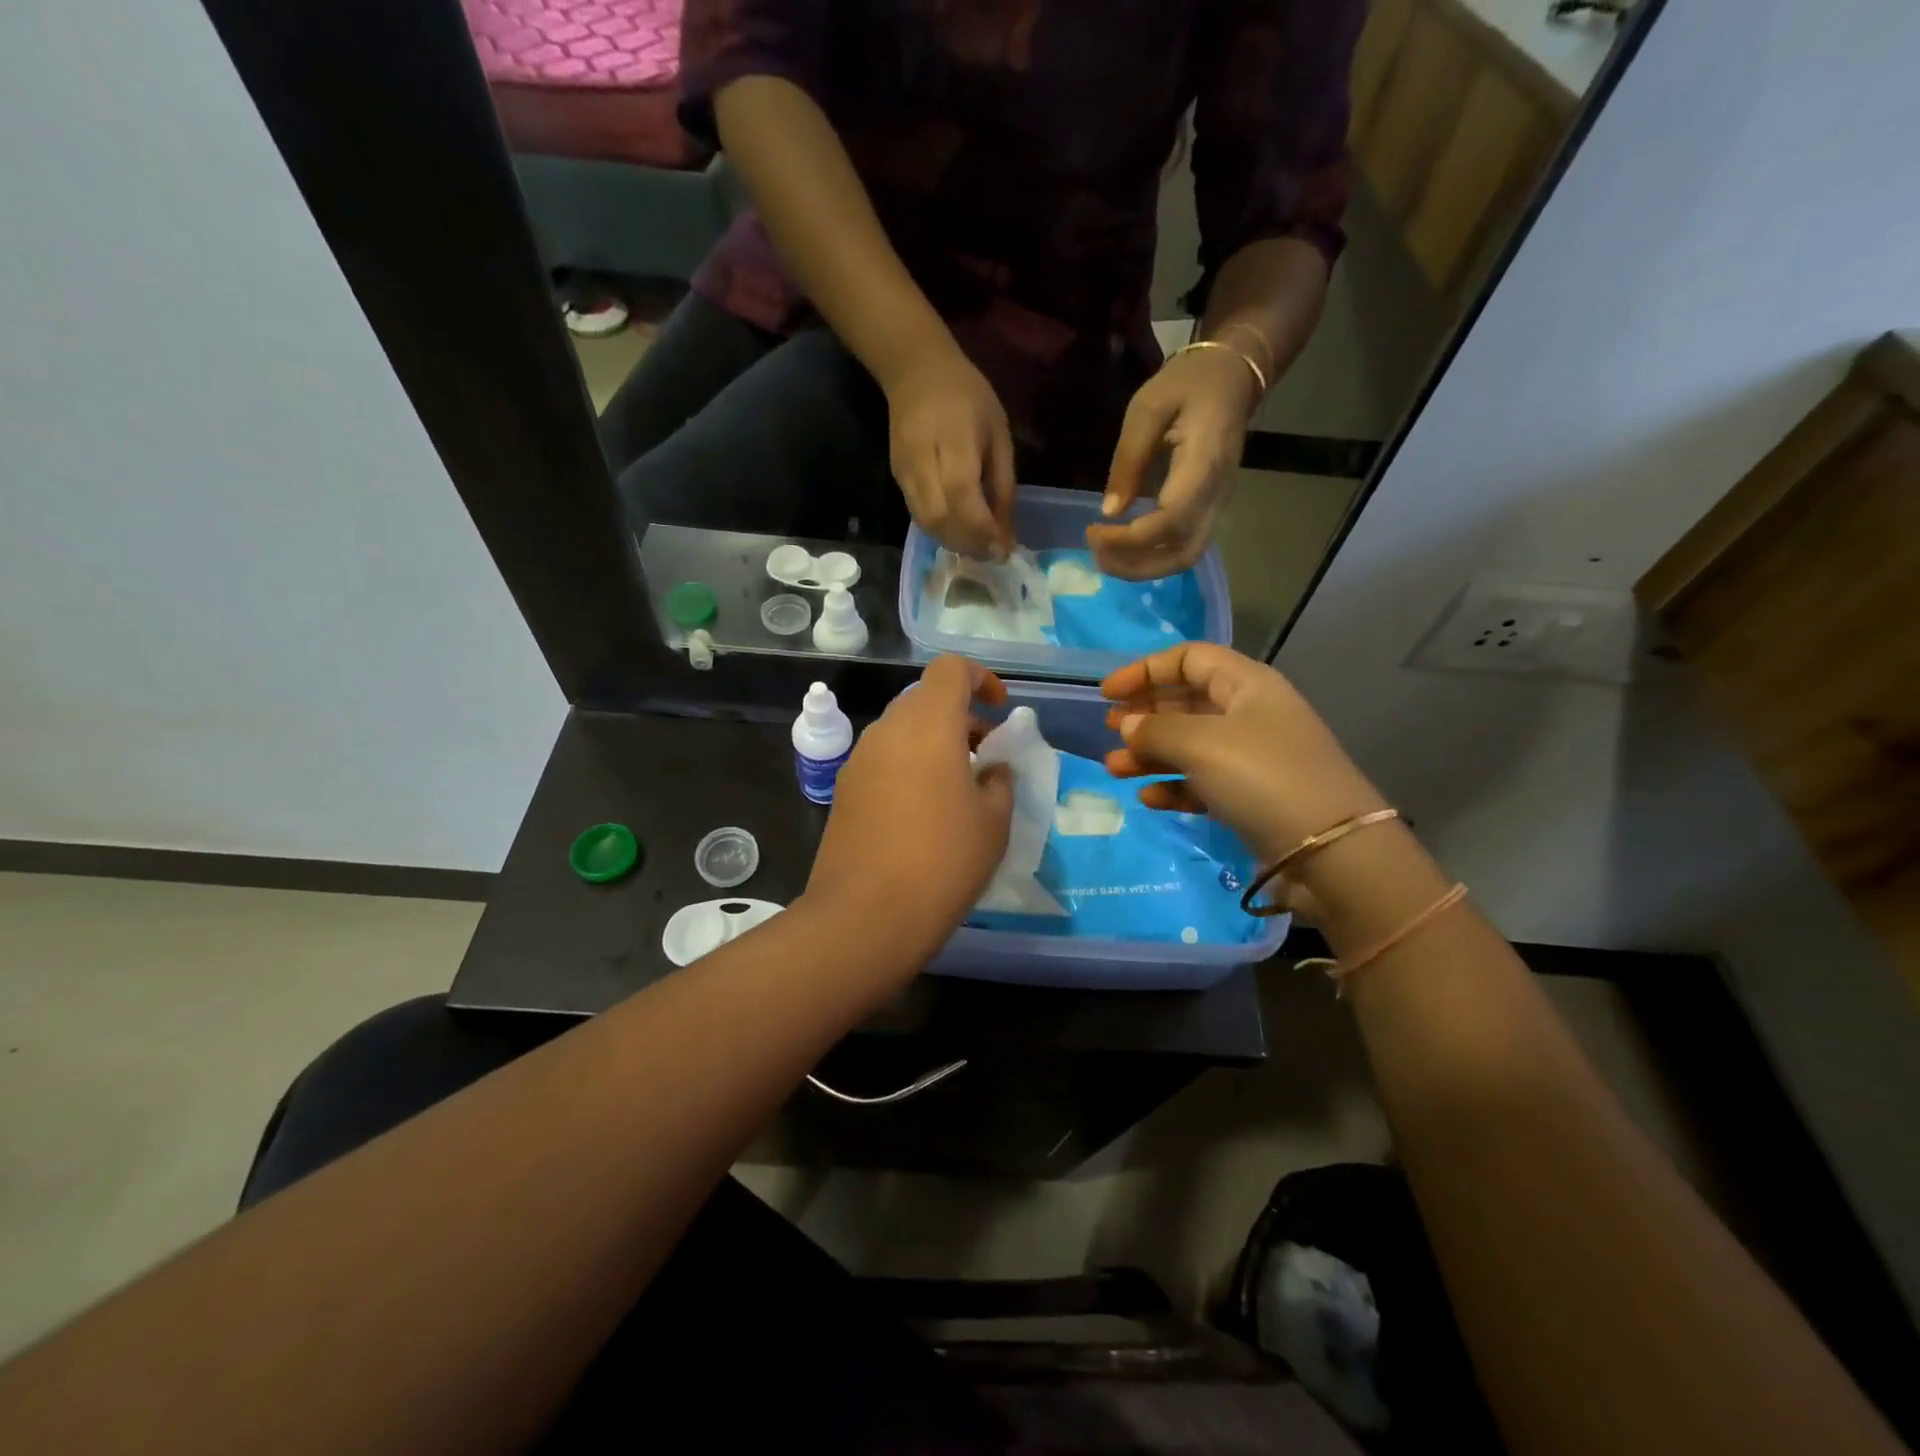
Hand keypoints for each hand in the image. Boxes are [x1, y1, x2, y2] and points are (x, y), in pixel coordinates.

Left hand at [806, 656, 1014, 955]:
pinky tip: (923, 812)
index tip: (999, 711)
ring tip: (957, 788)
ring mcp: (859, 760)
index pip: (950, 668)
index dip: (980, 679)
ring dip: (933, 744)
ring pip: (902, 732)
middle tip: (984, 757)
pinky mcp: (844, 791)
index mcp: (928, 724)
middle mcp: (887, 730)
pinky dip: (909, 767)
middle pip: (925, 700)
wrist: (866, 915)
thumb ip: (999, 781)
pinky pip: (884, 760)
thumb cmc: (944, 859)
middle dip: (959, 718)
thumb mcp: (994, 821)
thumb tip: (992, 769)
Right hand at [884, 344, 1015, 560]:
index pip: (963, 495)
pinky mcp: (897, 479)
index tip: (1004, 550)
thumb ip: (1002, 484)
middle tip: (992, 554)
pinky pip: (919, 517)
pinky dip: (941, 532)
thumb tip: (1006, 534)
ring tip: (978, 548)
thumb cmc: (967, 397)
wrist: (915, 371)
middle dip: (968, 543)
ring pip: (926, 523)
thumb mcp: (998, 433)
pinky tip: (959, 533)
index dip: (983, 529)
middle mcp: (923, 460)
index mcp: (954, 439)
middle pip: (940, 517)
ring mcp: (904, 472)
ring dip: (954, 543)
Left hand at [1088, 345, 1257, 579]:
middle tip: (1096, 554)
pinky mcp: (1211, 510)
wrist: (1232, 377)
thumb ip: (1128, 460)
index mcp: (1203, 466)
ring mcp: (1218, 507)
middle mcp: (1216, 496)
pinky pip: (1185, 547)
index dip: (1129, 539)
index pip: (1170, 522)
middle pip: (1181, 554)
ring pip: (1185, 557)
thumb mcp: (1147, 409)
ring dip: (1143, 568)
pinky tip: (1124, 548)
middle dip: (1135, 565)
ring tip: (1106, 556)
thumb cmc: (1188, 385)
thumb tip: (1109, 511)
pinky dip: (1153, 558)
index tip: (1094, 531)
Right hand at [1100, 644, 1387, 863]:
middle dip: (1145, 714)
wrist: (1331, 852)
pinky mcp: (1251, 796)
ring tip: (1115, 769)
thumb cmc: (1262, 777)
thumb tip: (1127, 724)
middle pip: (1187, 701)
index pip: (1189, 659)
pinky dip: (1174, 785)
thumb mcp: (1201, 744)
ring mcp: (1252, 757)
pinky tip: (1149, 797)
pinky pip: (1202, 781)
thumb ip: (1156, 729)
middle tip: (1110, 731)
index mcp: (1246, 684)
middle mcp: (1250, 714)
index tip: (1107, 693)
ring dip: (1150, 754)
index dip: (1145, 670)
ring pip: (1190, 744)